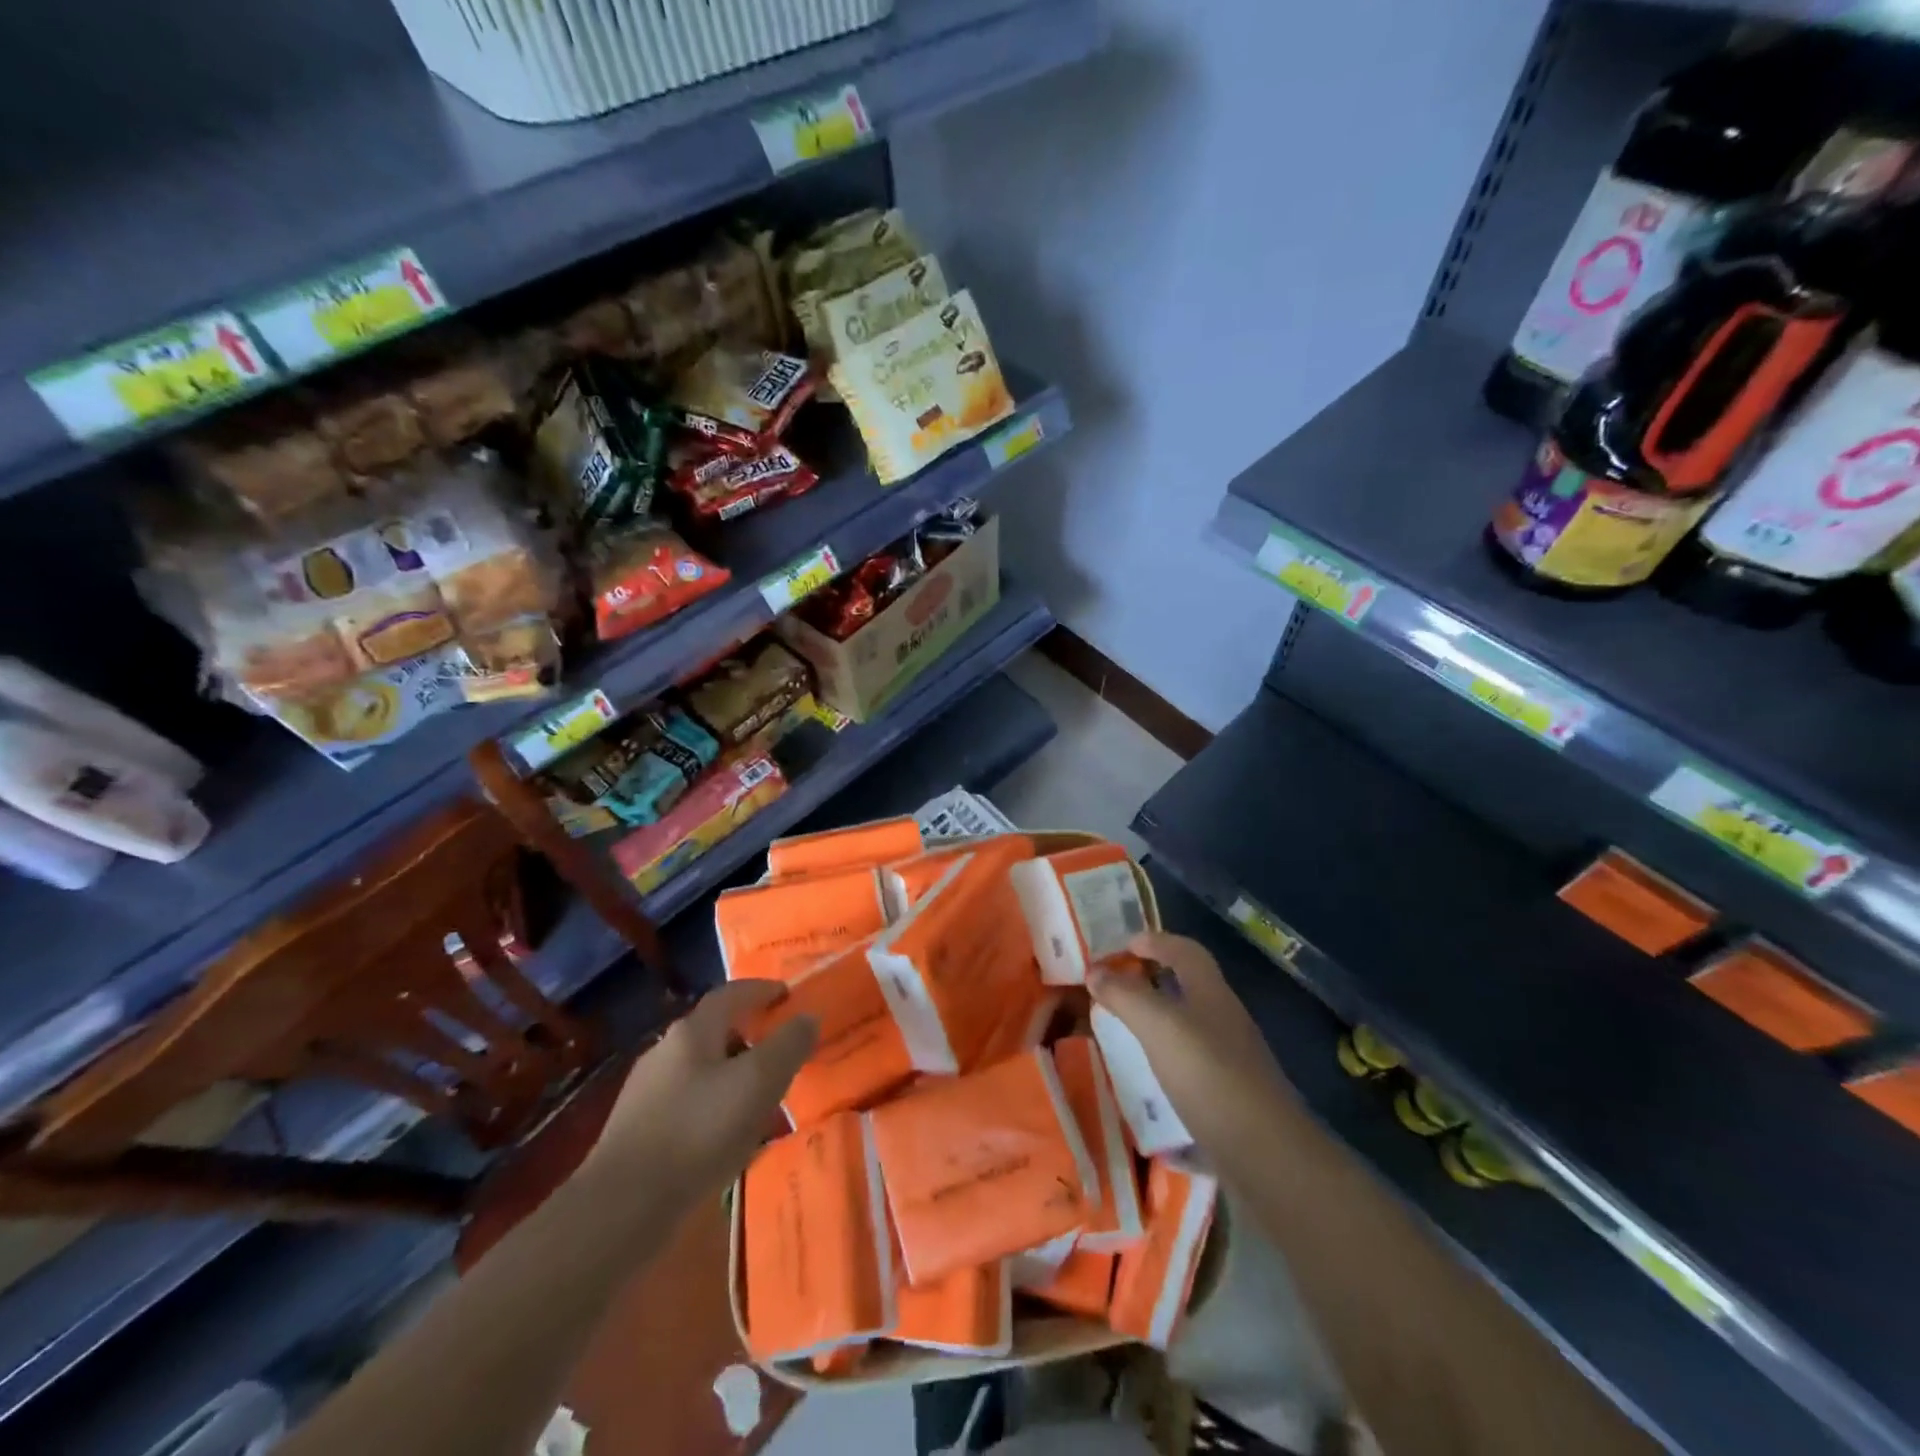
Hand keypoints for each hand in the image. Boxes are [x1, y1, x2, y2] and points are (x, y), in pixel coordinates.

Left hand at [585, 981, 817, 1199]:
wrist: (621, 1207)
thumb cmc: (699, 1131)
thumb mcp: (759, 1082)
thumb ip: (788, 1045)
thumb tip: (808, 1016)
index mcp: (692, 1031)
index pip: (731, 994)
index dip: (762, 990)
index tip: (787, 995)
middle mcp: (665, 1051)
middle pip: (714, 1030)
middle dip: (748, 1035)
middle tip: (780, 1051)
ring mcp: (646, 1092)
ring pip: (700, 1069)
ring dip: (731, 1074)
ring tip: (759, 1099)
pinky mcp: (637, 1131)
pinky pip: (687, 1104)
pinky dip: (713, 1106)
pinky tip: (725, 1136)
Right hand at [1091, 932, 1293, 1150]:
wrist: (1266, 1156)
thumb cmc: (1209, 1075)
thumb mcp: (1159, 1026)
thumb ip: (1125, 995)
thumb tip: (1095, 970)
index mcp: (1212, 994)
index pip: (1186, 951)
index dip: (1156, 942)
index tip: (1124, 946)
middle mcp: (1226, 1022)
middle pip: (1191, 989)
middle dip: (1155, 984)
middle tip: (1116, 991)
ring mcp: (1233, 1063)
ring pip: (1192, 1031)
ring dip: (1160, 1027)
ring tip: (1124, 1039)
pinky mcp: (1232, 1101)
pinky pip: (1194, 1074)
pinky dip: (1169, 1071)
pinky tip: (1147, 1093)